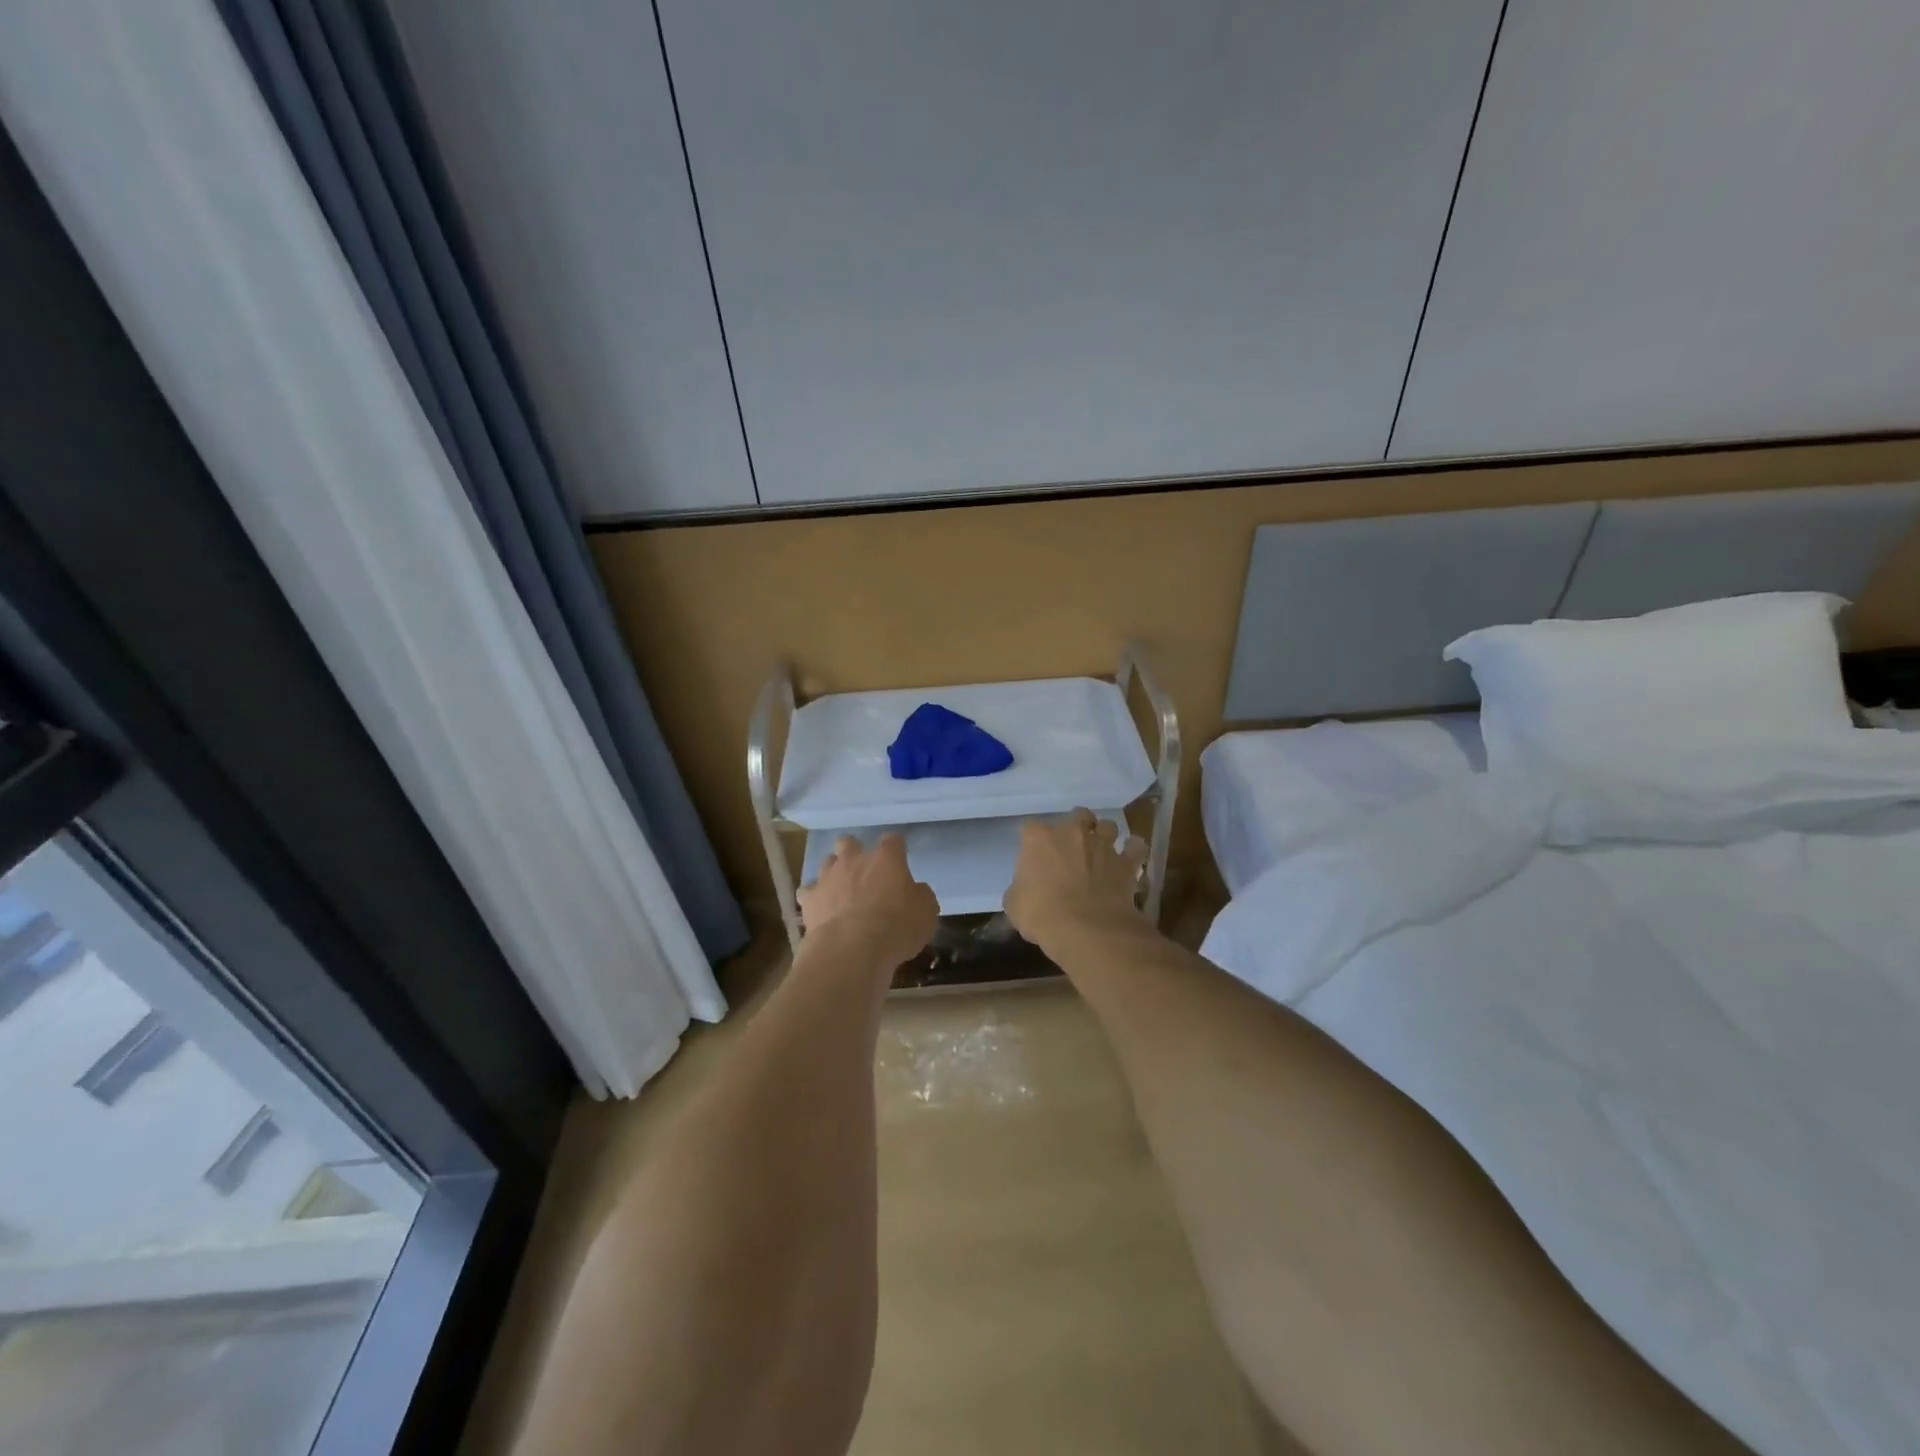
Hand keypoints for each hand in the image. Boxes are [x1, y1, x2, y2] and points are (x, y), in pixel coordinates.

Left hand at [798, 833, 938, 968]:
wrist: (852, 948)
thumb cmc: (896, 927)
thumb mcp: (926, 913)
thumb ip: (920, 896)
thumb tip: (916, 891)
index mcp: (886, 858)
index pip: (893, 840)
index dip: (896, 848)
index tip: (900, 857)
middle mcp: (854, 860)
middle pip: (849, 842)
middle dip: (853, 851)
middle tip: (862, 870)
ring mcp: (828, 877)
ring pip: (826, 862)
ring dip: (833, 872)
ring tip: (840, 890)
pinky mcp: (809, 899)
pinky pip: (808, 892)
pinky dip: (814, 898)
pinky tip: (820, 910)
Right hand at [1003, 808, 1147, 948]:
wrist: (1087, 929)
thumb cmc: (1042, 915)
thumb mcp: (1014, 905)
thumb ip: (1020, 889)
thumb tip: (1026, 890)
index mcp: (1039, 839)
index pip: (1029, 828)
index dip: (1031, 840)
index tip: (1031, 854)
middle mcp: (1072, 833)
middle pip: (1076, 816)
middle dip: (1074, 826)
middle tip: (1071, 845)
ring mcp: (1102, 845)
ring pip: (1107, 825)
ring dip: (1104, 834)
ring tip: (1101, 848)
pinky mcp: (1125, 862)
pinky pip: (1136, 847)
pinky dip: (1134, 849)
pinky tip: (1131, 855)